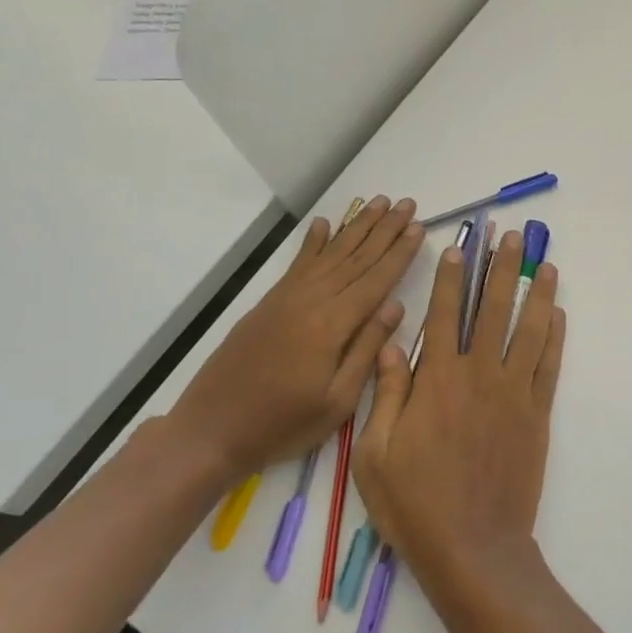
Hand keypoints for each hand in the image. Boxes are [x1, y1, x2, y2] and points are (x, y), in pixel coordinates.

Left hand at [167, 197, 422, 481]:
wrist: (212, 430)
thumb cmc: (283, 423)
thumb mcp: (338, 400)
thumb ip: (367, 349)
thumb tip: (395, 305)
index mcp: (332, 325)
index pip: (376, 279)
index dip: (400, 252)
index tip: (419, 227)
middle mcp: (311, 301)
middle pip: (356, 257)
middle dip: (384, 229)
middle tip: (407, 203)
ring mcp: (287, 298)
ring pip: (330, 253)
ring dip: (356, 227)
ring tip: (378, 202)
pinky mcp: (269, 303)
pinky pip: (298, 264)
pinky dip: (313, 242)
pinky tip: (324, 224)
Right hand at [354, 229, 564, 591]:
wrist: (473, 546)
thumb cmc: (415, 504)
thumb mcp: (375, 453)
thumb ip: (388, 393)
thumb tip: (392, 345)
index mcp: (437, 381)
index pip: (443, 315)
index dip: (450, 277)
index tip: (458, 247)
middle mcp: (479, 375)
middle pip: (493, 310)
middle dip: (502, 269)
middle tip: (513, 237)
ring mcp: (514, 393)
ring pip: (529, 330)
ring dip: (538, 293)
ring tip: (547, 264)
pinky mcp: (537, 414)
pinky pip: (549, 365)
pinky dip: (555, 337)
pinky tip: (558, 314)